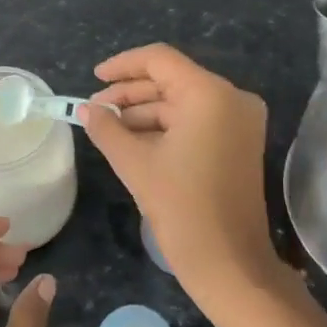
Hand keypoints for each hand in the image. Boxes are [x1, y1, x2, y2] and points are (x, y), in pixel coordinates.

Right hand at [81, 44, 283, 320]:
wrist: (231, 265)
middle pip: (172, 80)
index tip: (94, 78)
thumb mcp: (136, 164)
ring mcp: (240, 121)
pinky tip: (133, 140)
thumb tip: (87, 109)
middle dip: (131, 93)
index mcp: (210, 94)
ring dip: (145, 112)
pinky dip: (165, 127)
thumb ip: (107, 129)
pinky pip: (196, 121)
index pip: (160, 60)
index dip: (123, 65)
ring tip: (108, 128)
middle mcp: (231, 99)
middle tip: (95, 109)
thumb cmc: (182, 209)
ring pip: (182, 102)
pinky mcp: (239, 143)